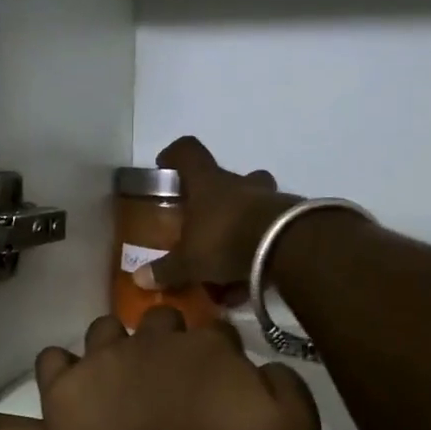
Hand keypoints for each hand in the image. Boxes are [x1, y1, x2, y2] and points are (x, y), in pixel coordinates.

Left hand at [35, 309, 320, 429]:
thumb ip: (289, 391)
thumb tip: (268, 367)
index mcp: (209, 349)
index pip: (218, 332)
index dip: (222, 356)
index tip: (223, 383)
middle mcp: (154, 341)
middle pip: (162, 320)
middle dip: (169, 340)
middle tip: (172, 380)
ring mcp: (104, 360)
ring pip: (106, 328)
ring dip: (115, 345)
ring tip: (120, 378)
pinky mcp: (65, 389)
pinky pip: (53, 360)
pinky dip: (63, 369)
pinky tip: (73, 386)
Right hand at [135, 136, 302, 298]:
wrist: (286, 247)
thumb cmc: (225, 239)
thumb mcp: (189, 260)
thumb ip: (166, 269)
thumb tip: (138, 279)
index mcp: (207, 182)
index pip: (188, 151)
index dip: (174, 155)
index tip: (165, 167)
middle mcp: (239, 184)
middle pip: (227, 177)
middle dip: (216, 196)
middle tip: (204, 220)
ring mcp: (269, 199)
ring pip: (253, 201)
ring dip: (242, 221)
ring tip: (229, 254)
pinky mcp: (292, 221)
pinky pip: (269, 230)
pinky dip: (258, 249)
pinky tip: (250, 277)